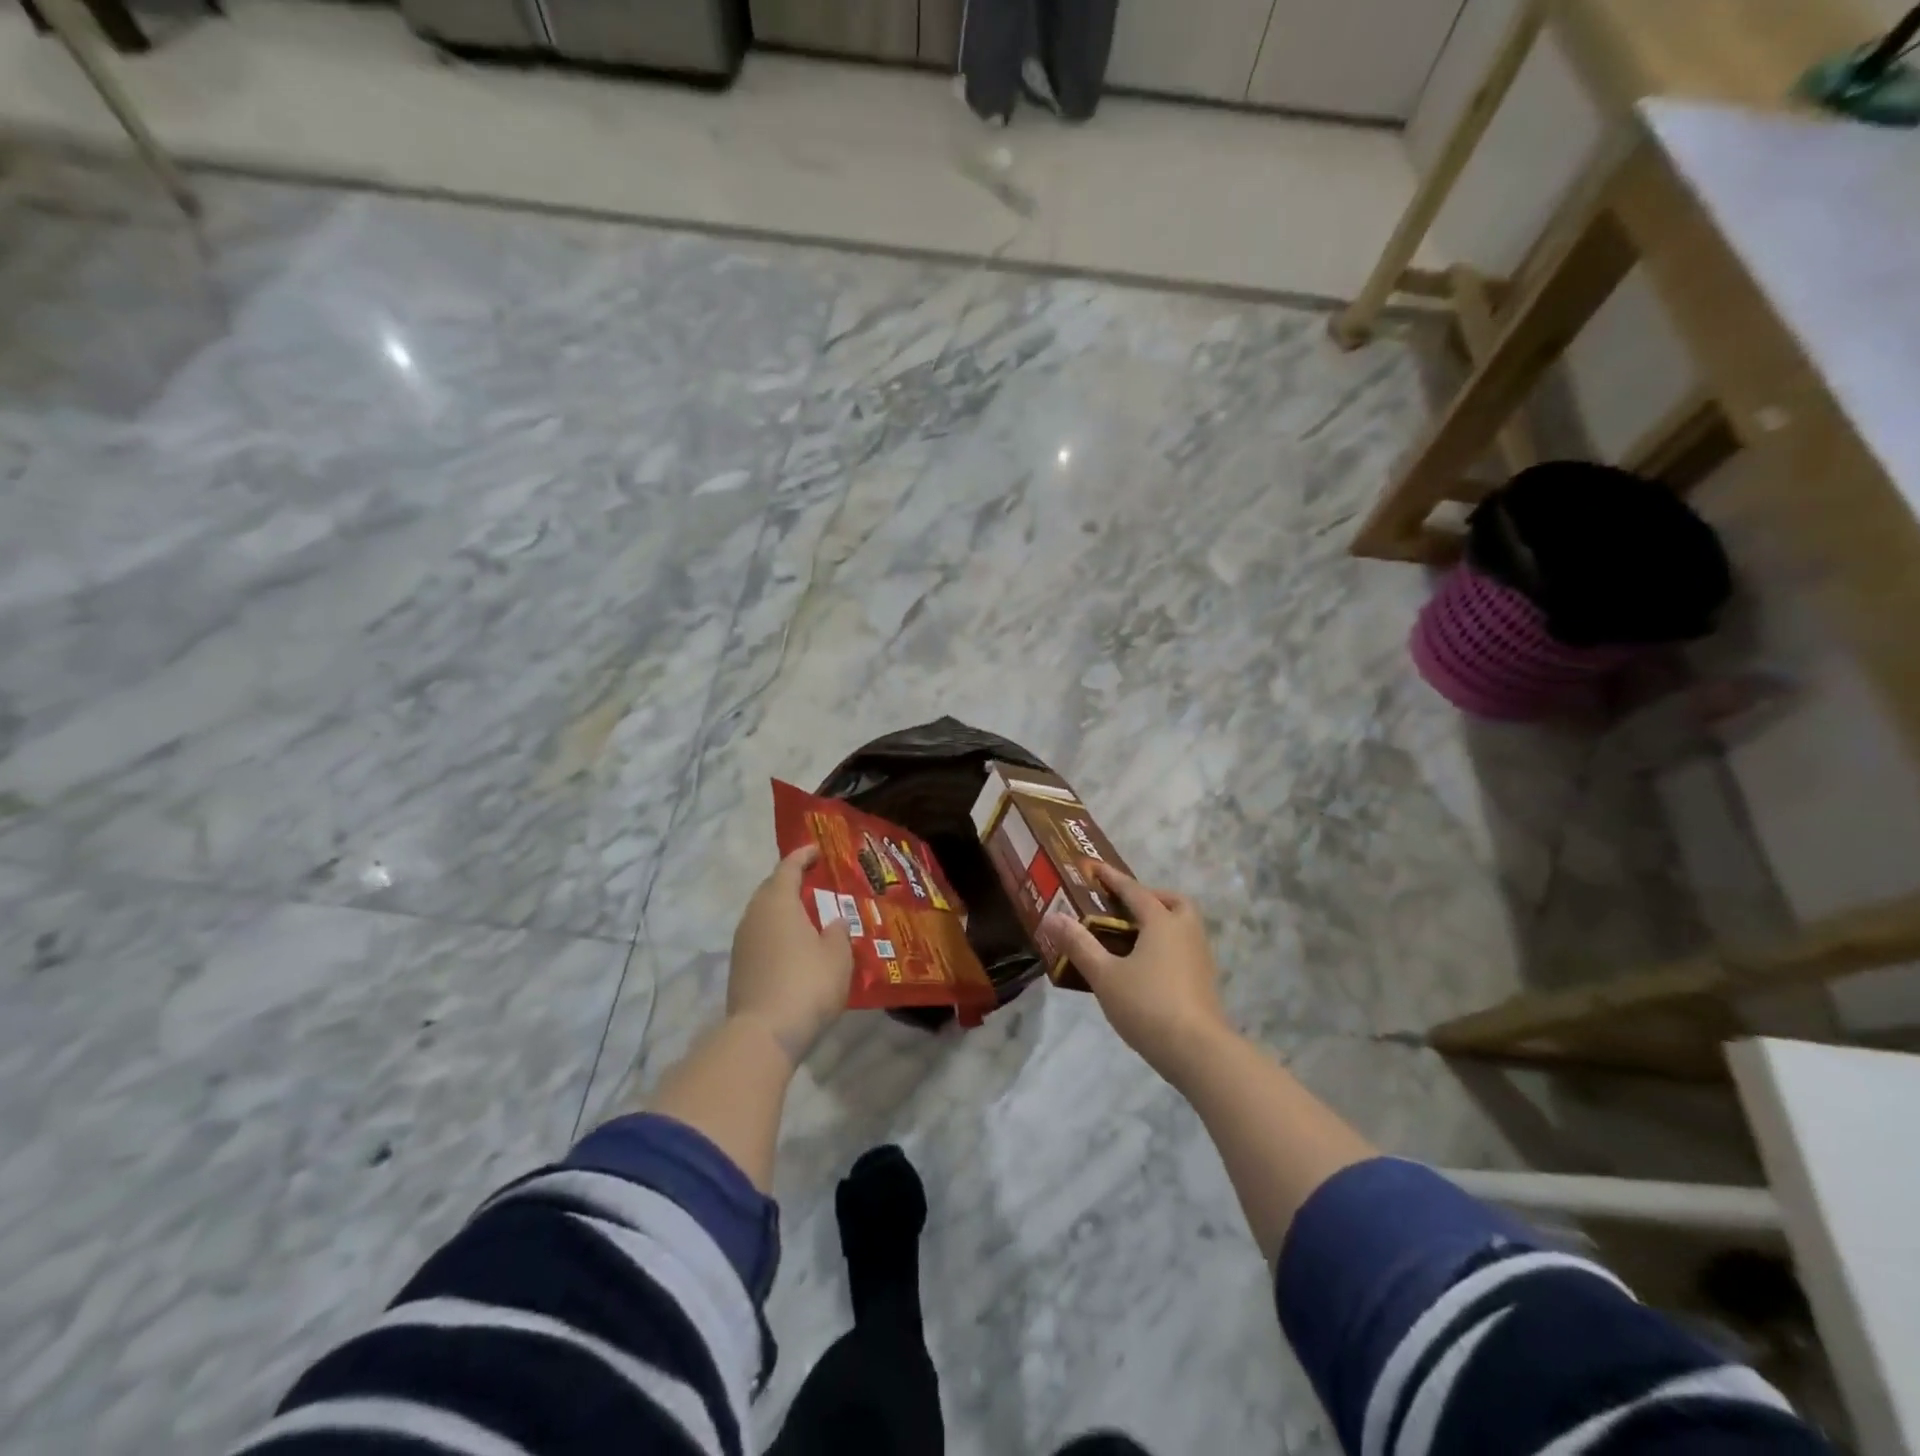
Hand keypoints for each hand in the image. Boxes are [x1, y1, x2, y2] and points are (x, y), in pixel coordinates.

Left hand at [728, 845, 853, 1065]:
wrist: (763, 1034)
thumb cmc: (807, 984)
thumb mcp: (837, 956)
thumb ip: (838, 932)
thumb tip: (832, 921)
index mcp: (778, 902)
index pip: (788, 868)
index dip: (803, 856)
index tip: (816, 849)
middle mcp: (755, 916)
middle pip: (771, 889)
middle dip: (790, 881)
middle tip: (813, 881)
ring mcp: (742, 943)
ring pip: (763, 914)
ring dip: (783, 910)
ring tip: (807, 914)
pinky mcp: (739, 968)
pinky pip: (760, 937)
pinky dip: (777, 933)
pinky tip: (794, 946)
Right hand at [1058, 864, 1231, 1084]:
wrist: (1198, 1051)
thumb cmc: (1147, 1005)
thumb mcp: (1104, 975)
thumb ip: (1079, 945)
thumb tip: (1052, 917)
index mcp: (1161, 922)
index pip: (1134, 890)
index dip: (1112, 878)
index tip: (1094, 868)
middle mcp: (1185, 931)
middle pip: (1172, 902)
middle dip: (1150, 897)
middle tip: (1125, 906)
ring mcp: (1200, 957)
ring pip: (1183, 925)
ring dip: (1161, 922)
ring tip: (1132, 937)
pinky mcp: (1205, 981)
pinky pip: (1185, 948)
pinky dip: (1167, 945)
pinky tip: (1148, 966)